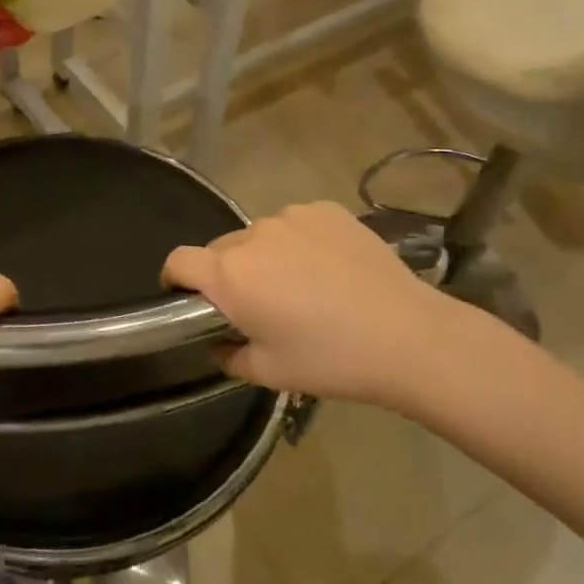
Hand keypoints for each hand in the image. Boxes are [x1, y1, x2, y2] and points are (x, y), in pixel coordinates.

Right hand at [162, 201, 496, 413]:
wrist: (408, 336)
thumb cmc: (330, 360)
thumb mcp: (268, 373)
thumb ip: (227, 355)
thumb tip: (219, 341)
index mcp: (230, 274)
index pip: (178, 261)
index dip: (175, 280)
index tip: (189, 300)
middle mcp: (253, 234)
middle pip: (220, 249)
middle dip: (227, 275)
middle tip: (258, 306)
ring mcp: (292, 216)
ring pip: (259, 236)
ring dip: (264, 257)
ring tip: (302, 288)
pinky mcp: (327, 210)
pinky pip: (295, 225)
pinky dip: (299, 243)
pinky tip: (329, 269)